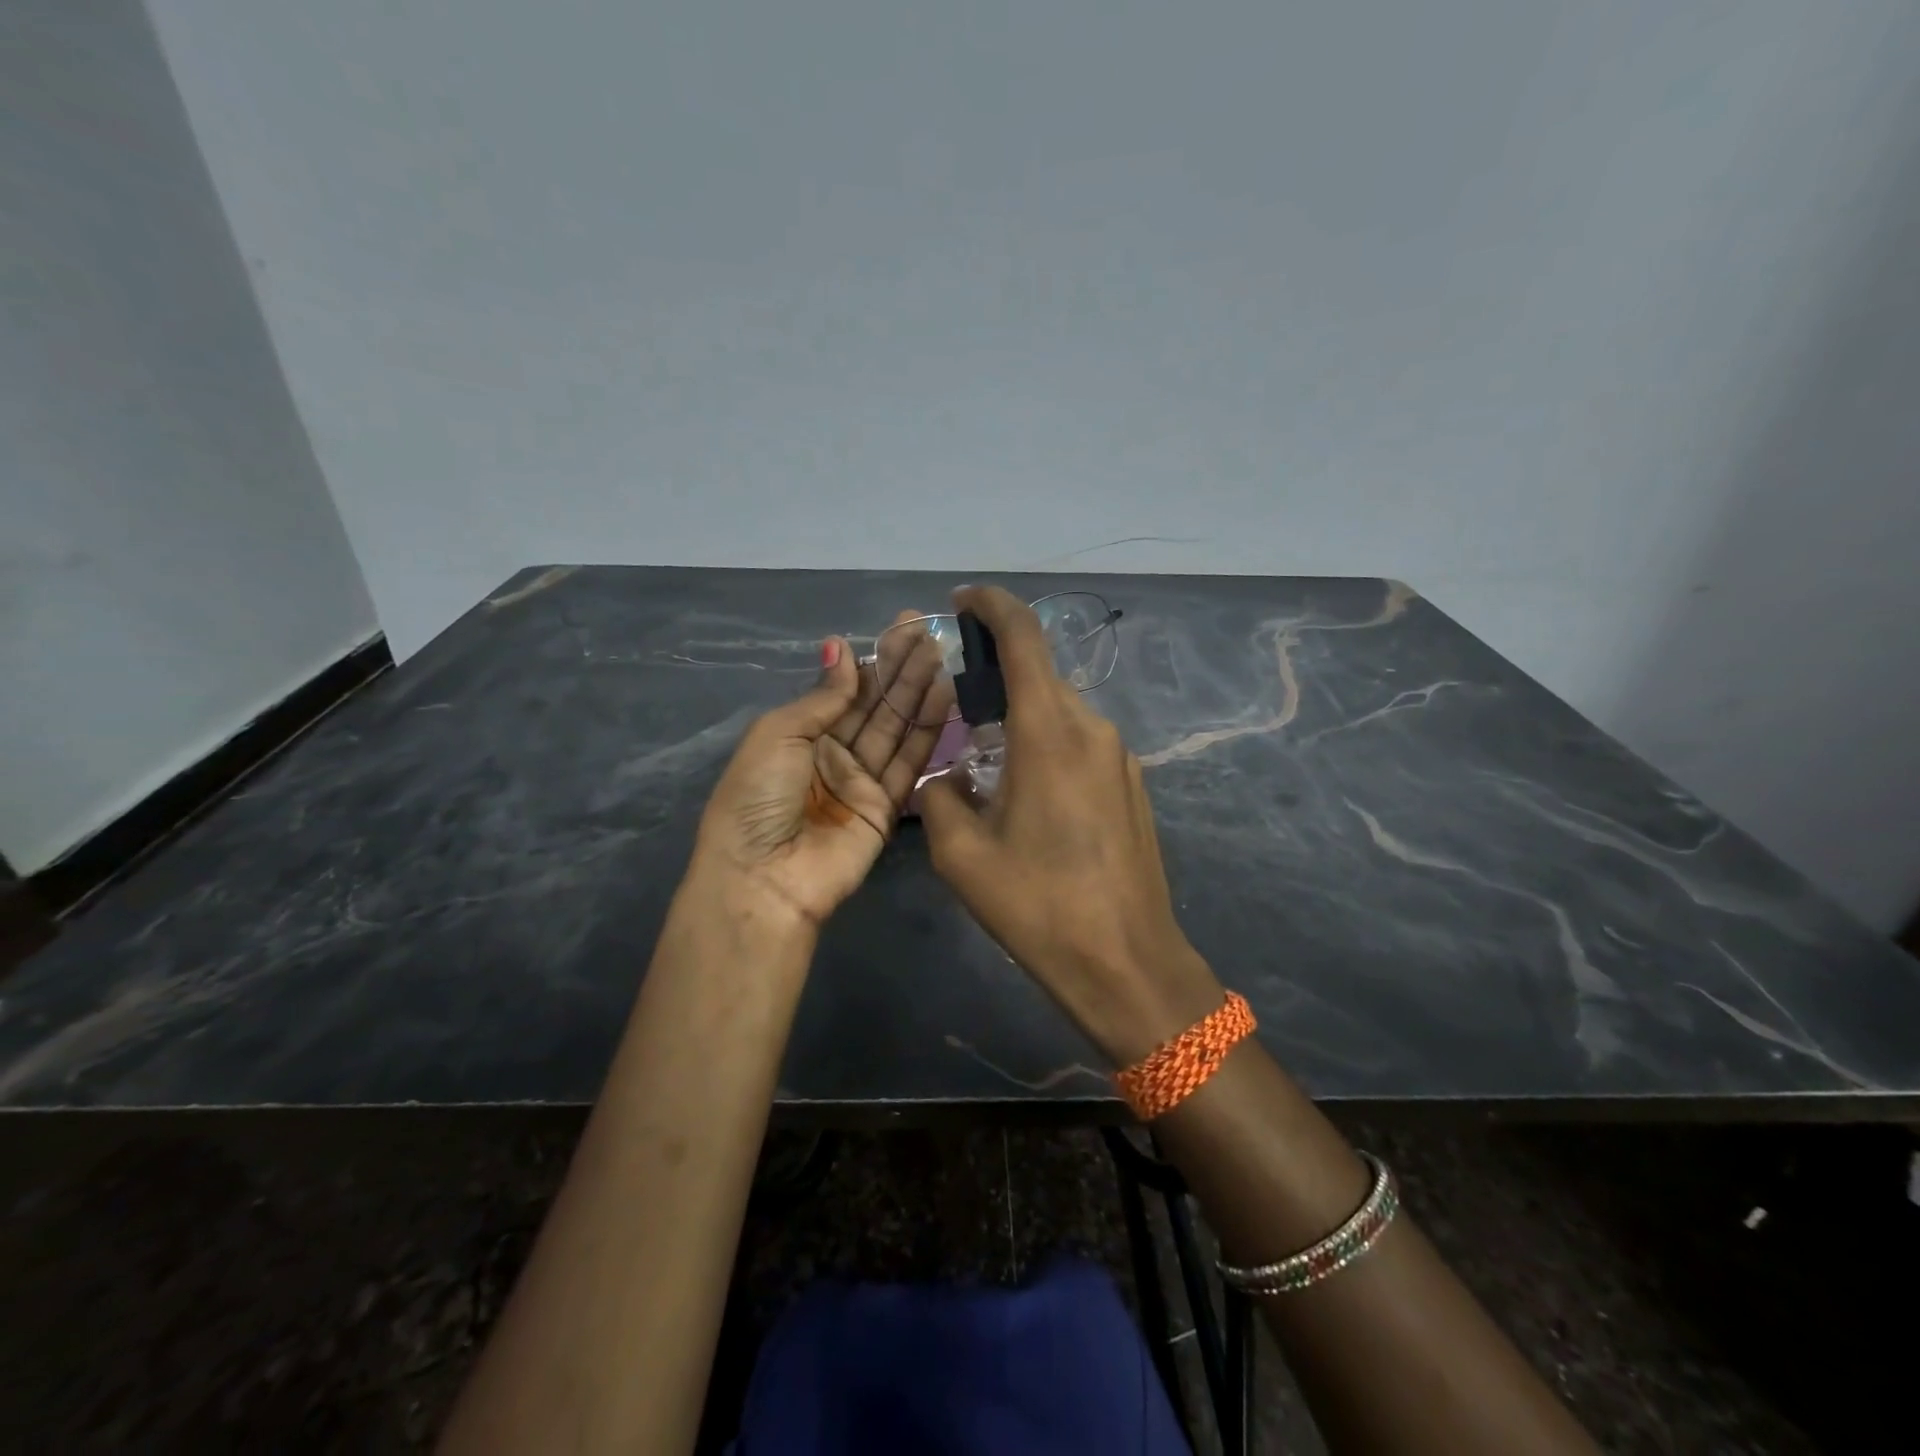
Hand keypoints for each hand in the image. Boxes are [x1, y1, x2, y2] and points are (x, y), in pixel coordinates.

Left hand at [693, 619, 949, 930]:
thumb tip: (841, 646)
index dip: (871, 660)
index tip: (899, 629)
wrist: (764, 878)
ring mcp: (860, 782)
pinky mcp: (886, 809)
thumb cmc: (757, 799)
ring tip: (941, 655)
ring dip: (917, 692)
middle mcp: (831, 755)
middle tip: (928, 632)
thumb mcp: (777, 735)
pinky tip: (943, 697)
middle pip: (873, 705)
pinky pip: (908, 763)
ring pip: (894, 729)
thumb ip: (821, 696)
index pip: (843, 690)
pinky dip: (926, 732)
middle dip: (899, 669)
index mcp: (798, 735)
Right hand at [919, 587, 1223, 1063]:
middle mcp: (1092, 728)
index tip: (963, 601)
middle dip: (996, 675)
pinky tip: (1028, 797)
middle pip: (1039, 676)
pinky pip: (1080, 745)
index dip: (992, 606)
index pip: (1024, 637)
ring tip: (986, 763)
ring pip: (1059, 713)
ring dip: (1020, 719)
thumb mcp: (962, 855)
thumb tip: (948, 777)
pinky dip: (1046, 746)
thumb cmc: (1039, 906)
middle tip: (957, 705)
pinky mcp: (1132, 785)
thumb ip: (941, 797)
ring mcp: (1120, 756)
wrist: (1127, 963)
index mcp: (1049, 732)